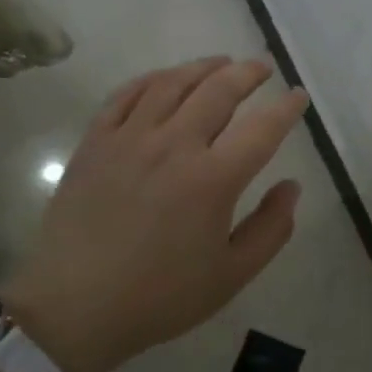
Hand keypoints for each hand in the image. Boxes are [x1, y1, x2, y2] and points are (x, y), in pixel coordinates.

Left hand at [6, 57, 308, 371]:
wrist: (73, 308)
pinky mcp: (95, 142)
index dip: (286, 108)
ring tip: (221, 62)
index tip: (298, 95)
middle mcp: (174, 146)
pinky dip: (152, 79)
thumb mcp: (230, 276)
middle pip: (218, 90)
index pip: (262, 129)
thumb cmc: (159, 297)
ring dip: (203, 67)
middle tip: (262, 67)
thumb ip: (271, 229)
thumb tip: (292, 186)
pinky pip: (126, 94)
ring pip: (172, 83)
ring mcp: (130, 139)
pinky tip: (165, 79)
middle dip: (247, 73)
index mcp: (213, 179)